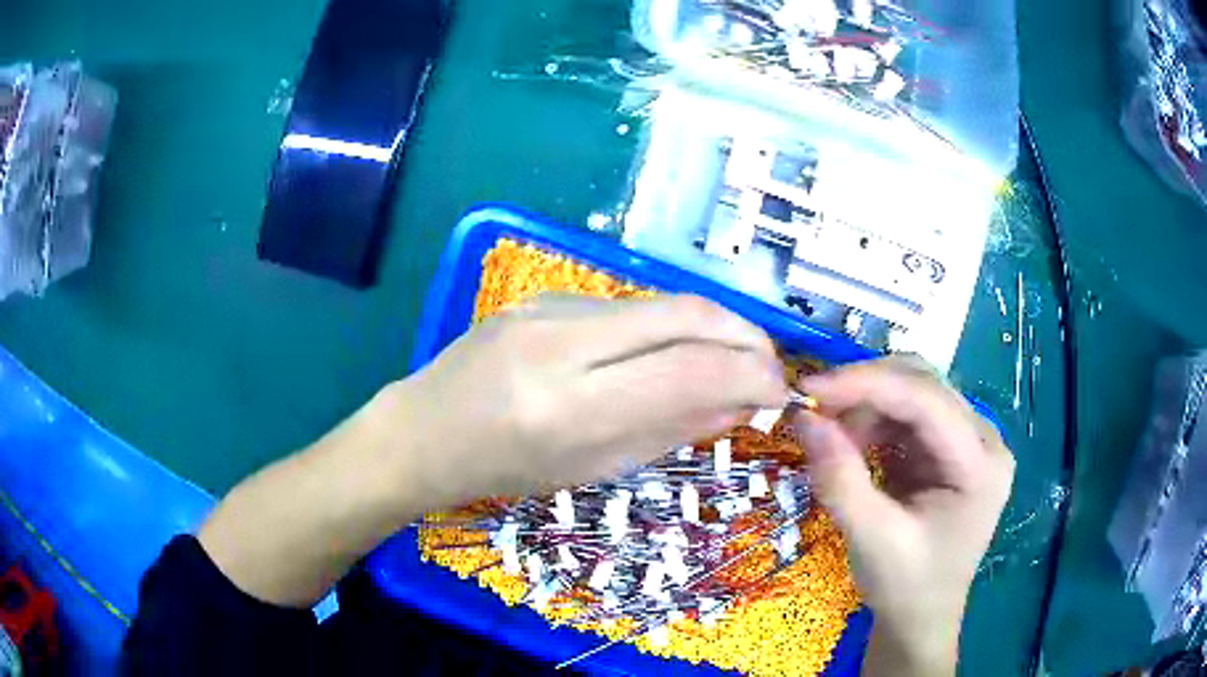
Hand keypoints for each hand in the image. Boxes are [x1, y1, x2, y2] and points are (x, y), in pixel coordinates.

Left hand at [387, 294, 789, 507]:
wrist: (424, 430)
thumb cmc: (503, 471)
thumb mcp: (592, 468)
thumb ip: (671, 429)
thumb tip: (741, 402)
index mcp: (569, 407)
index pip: (691, 370)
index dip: (752, 375)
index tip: (780, 392)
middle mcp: (562, 342)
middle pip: (687, 313)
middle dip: (745, 336)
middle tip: (766, 368)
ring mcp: (549, 307)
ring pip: (662, 303)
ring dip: (710, 331)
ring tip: (726, 364)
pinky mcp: (544, 293)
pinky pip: (628, 307)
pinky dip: (666, 329)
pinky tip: (663, 356)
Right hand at [793, 356, 1013, 675]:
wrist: (919, 620)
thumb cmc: (905, 588)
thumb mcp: (871, 540)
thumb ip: (840, 479)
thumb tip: (803, 417)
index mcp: (982, 464)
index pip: (927, 400)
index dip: (867, 384)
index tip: (809, 387)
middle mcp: (984, 440)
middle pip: (924, 385)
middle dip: (866, 391)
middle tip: (816, 410)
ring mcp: (968, 442)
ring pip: (913, 392)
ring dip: (867, 406)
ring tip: (833, 438)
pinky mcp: (948, 450)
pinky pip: (908, 415)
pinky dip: (873, 421)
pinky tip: (853, 444)